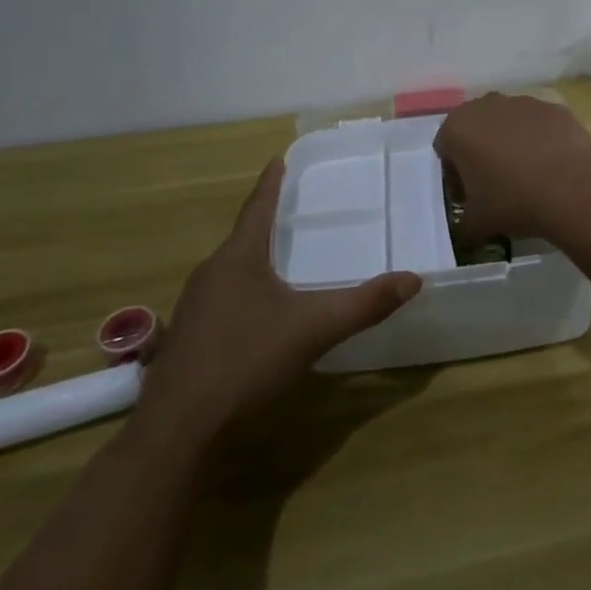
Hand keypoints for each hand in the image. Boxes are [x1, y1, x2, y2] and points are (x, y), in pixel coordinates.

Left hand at [136, 160, 420, 444]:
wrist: (176, 430)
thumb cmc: (245, 362)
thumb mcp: (313, 330)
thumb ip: (364, 304)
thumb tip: (413, 279)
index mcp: (237, 258)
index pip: (257, 207)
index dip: (271, 183)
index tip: (278, 159)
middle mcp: (210, 273)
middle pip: (241, 238)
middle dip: (265, 222)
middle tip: (290, 209)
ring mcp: (192, 308)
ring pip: (228, 270)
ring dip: (252, 259)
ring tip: (276, 257)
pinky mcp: (185, 339)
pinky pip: (219, 298)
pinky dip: (241, 291)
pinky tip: (254, 313)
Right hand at [434, 93, 590, 245]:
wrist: (573, 187)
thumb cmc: (513, 201)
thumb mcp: (476, 223)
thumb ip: (463, 223)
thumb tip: (465, 230)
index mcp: (458, 128)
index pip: (445, 149)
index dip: (455, 174)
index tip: (470, 195)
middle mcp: (486, 105)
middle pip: (475, 129)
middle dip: (480, 152)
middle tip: (495, 184)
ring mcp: (522, 102)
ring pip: (507, 122)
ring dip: (510, 142)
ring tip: (527, 175)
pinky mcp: (553, 107)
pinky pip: (537, 124)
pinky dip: (539, 139)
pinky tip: (551, 166)